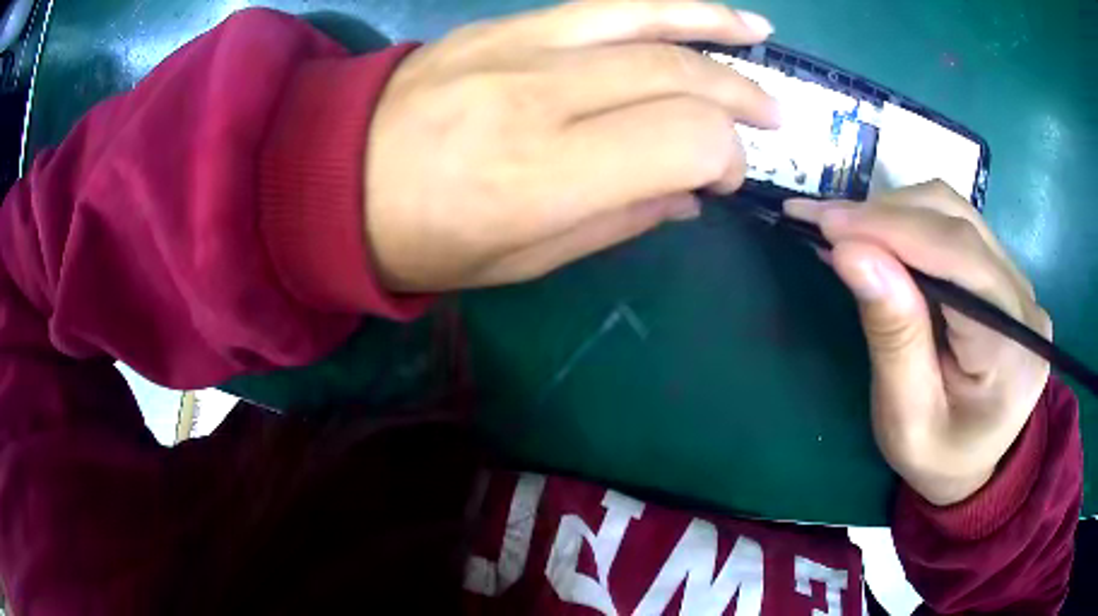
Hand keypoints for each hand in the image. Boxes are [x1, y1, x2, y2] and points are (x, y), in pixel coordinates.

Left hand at [367, 0, 778, 290]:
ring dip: (719, 32)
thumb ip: (620, 220)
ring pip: (648, 21)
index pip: (683, 141)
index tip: (726, 177)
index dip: (726, 157)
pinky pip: (604, 4)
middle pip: (678, 76)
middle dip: (739, 97)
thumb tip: (691, 193)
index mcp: (544, 176)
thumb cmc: (425, 238)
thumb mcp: (523, 261)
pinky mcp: (504, 24)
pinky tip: (705, 11)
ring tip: (764, 41)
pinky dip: (666, 5)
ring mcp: (519, 47)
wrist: (334, 178)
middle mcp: (540, 97)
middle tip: (770, 117)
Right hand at [786, 181, 1051, 505]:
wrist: (973, 466)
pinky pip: (956, 227)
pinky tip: (878, 237)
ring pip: (955, 213)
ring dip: (895, 213)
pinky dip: (909, 222)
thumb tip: (852, 253)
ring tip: (845, 230)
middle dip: (886, 216)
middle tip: (821, 224)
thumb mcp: (906, 416)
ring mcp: (1019, 283)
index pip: (960, 260)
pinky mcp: (1005, 274)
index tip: (825, 223)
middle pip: (957, 224)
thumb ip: (892, 335)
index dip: (894, 230)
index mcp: (1013, 351)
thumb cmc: (937, 457)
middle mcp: (1025, 303)